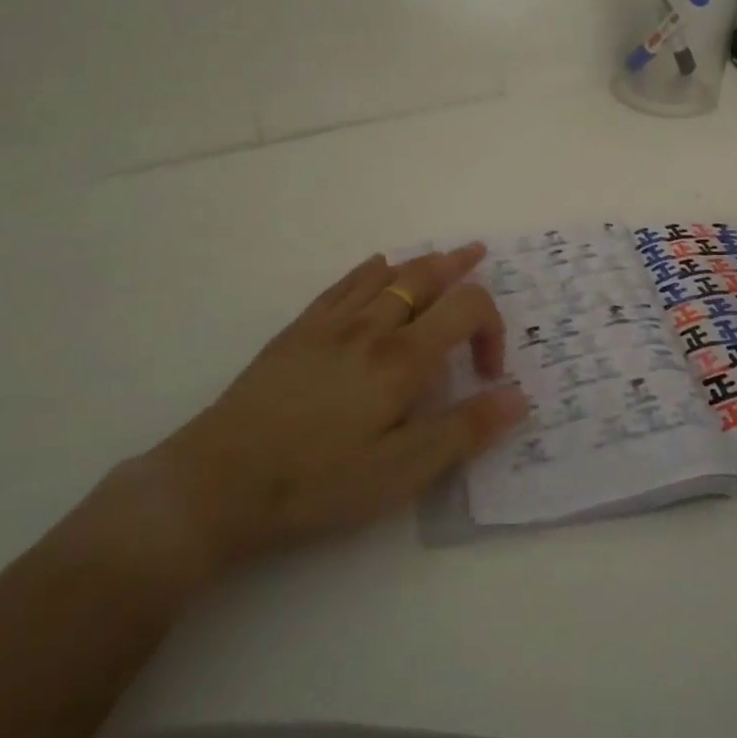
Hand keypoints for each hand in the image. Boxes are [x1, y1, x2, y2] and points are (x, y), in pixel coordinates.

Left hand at [136, 244, 527, 578]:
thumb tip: (519, 397)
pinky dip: (369, 270)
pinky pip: (342, 285)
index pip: (466, 309)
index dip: (492, 329)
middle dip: (459, 266)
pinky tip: (375, 267)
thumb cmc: (317, 482)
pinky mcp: (297, 333)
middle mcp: (371, 327)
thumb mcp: (401, 471)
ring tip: (441, 256)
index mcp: (402, 359)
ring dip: (420, 261)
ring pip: (386, 275)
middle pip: (425, 277)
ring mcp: (330, 325)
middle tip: (480, 254)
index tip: (489, 375)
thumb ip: (464, 430)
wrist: (216, 483)